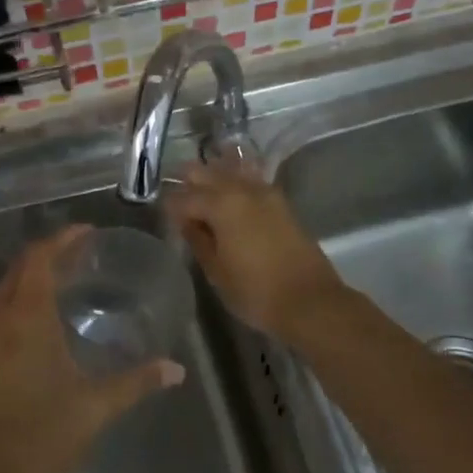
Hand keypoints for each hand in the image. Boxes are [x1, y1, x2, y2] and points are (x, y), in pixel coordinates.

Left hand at [0, 226, 184, 472]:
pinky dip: (18, 305)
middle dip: (47, 255)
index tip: (88, 232)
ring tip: (64, 285)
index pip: (40, 259)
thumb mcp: (93, 409)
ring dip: (29, 280)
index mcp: (26, 319)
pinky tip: (39, 330)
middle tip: (81, 255)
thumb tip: (176, 369)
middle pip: (18, 270)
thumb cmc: (35, 438)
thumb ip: (135, 383)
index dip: (63, 239)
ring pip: (3, 294)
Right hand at [164, 161, 349, 342]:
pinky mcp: (281, 203)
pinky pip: (251, 180)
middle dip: (188, 181)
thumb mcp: (217, 271)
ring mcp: (266, 193)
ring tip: (201, 188)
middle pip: (207, 174)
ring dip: (213, 175)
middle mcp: (242, 190)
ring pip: (231, 171)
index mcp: (221, 205)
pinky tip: (230, 190)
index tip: (162, 216)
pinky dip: (236, 180)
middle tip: (176, 196)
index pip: (184, 197)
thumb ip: (198, 240)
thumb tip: (186, 221)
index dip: (170, 207)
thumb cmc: (256, 292)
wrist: (310, 301)